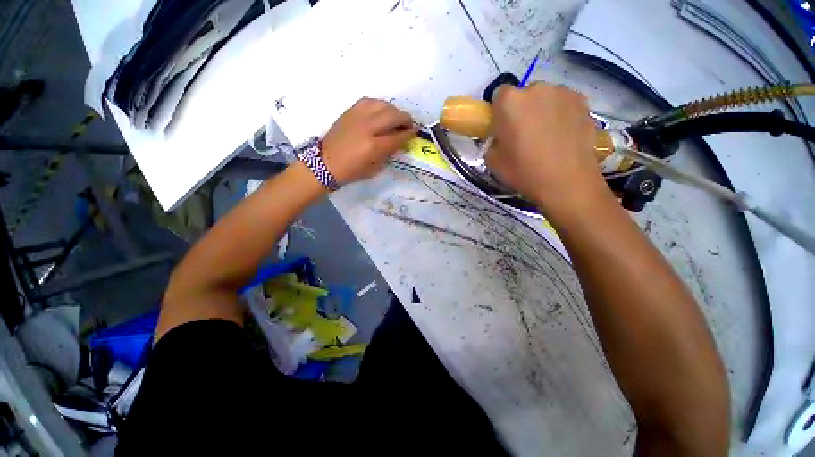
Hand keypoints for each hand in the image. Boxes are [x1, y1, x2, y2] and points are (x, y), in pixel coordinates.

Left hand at [321, 98, 416, 184]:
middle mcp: (368, 128)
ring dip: (394, 110)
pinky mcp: (351, 111)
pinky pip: (370, 101)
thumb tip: (400, 141)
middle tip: (409, 124)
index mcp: (374, 147)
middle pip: (393, 116)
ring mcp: (358, 116)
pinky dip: (380, 105)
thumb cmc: (352, 170)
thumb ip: (389, 153)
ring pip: (383, 105)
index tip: (416, 132)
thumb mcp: (375, 168)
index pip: (398, 136)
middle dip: (405, 119)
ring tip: (396, 118)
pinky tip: (382, 112)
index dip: (409, 134)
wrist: (326, 162)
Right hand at [485, 83, 607, 211]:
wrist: (566, 181)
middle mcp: (536, 88)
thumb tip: (500, 138)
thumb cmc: (523, 171)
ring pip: (545, 98)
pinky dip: (560, 114)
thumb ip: (492, 142)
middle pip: (523, 95)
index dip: (499, 111)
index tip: (502, 128)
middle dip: (521, 110)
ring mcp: (562, 92)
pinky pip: (564, 103)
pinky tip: (563, 136)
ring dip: (542, 111)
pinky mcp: (583, 101)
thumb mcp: (492, 161)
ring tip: (546, 137)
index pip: (499, 94)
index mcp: (509, 102)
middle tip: (524, 135)